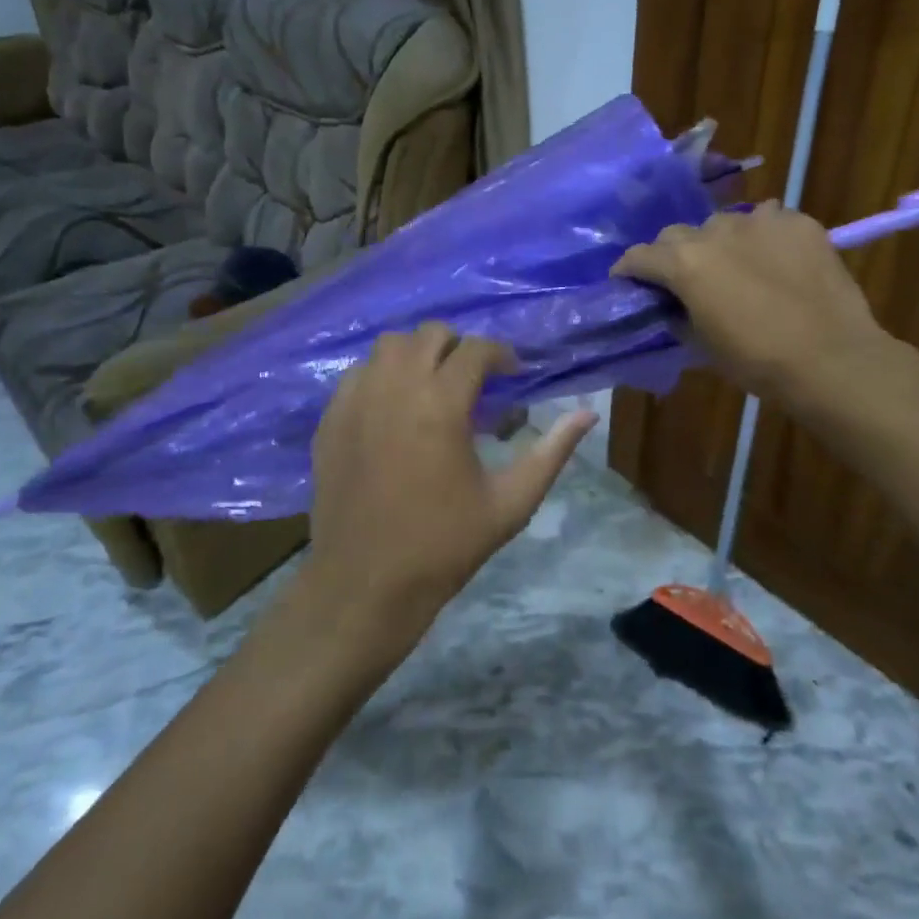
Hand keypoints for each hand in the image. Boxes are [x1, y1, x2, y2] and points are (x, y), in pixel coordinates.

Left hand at [303, 324, 595, 641]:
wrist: (366, 584)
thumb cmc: (444, 545)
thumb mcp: (510, 503)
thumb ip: (551, 452)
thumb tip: (588, 414)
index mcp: (441, 403)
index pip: (476, 349)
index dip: (501, 355)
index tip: (512, 376)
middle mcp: (395, 387)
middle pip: (430, 334)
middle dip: (459, 347)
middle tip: (473, 380)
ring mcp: (356, 399)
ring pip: (389, 346)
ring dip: (417, 354)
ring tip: (432, 387)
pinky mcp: (330, 418)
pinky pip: (358, 373)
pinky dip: (382, 375)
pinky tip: (393, 408)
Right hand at [612, 201, 918, 413]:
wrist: (832, 359)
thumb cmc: (758, 361)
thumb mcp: (703, 345)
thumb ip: (679, 316)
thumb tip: (673, 307)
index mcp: (684, 263)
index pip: (640, 256)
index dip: (629, 270)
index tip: (628, 281)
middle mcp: (715, 232)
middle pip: (678, 234)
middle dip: (673, 255)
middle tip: (685, 280)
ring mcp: (760, 221)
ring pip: (725, 223)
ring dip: (720, 243)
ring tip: (737, 267)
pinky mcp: (798, 223)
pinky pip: (769, 220)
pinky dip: (764, 237)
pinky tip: (776, 261)